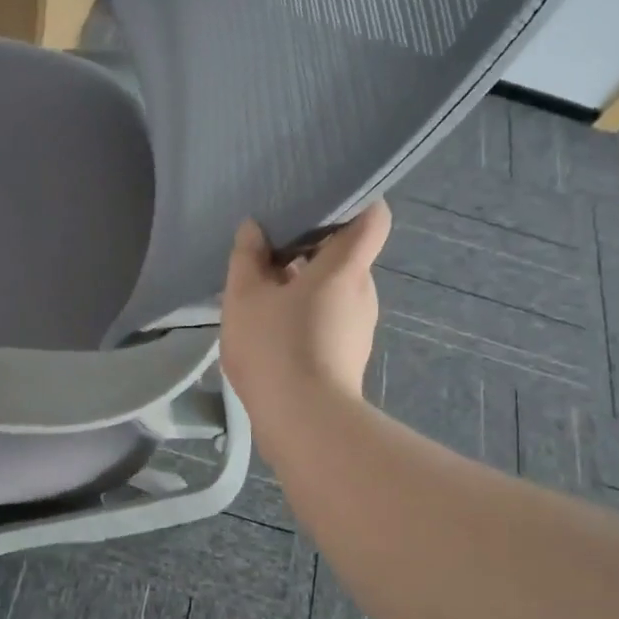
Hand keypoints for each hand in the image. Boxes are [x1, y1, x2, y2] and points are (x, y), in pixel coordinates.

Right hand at [220, 201, 391, 427]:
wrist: (304, 422)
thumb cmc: (275, 347)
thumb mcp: (244, 298)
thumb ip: (247, 258)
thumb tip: (255, 228)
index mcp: (345, 266)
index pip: (373, 217)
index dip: (357, 199)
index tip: (324, 196)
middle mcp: (362, 290)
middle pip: (346, 253)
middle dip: (312, 246)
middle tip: (271, 245)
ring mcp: (359, 325)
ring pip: (335, 288)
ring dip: (304, 282)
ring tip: (264, 287)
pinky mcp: (350, 353)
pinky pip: (330, 316)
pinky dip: (306, 311)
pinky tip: (272, 325)